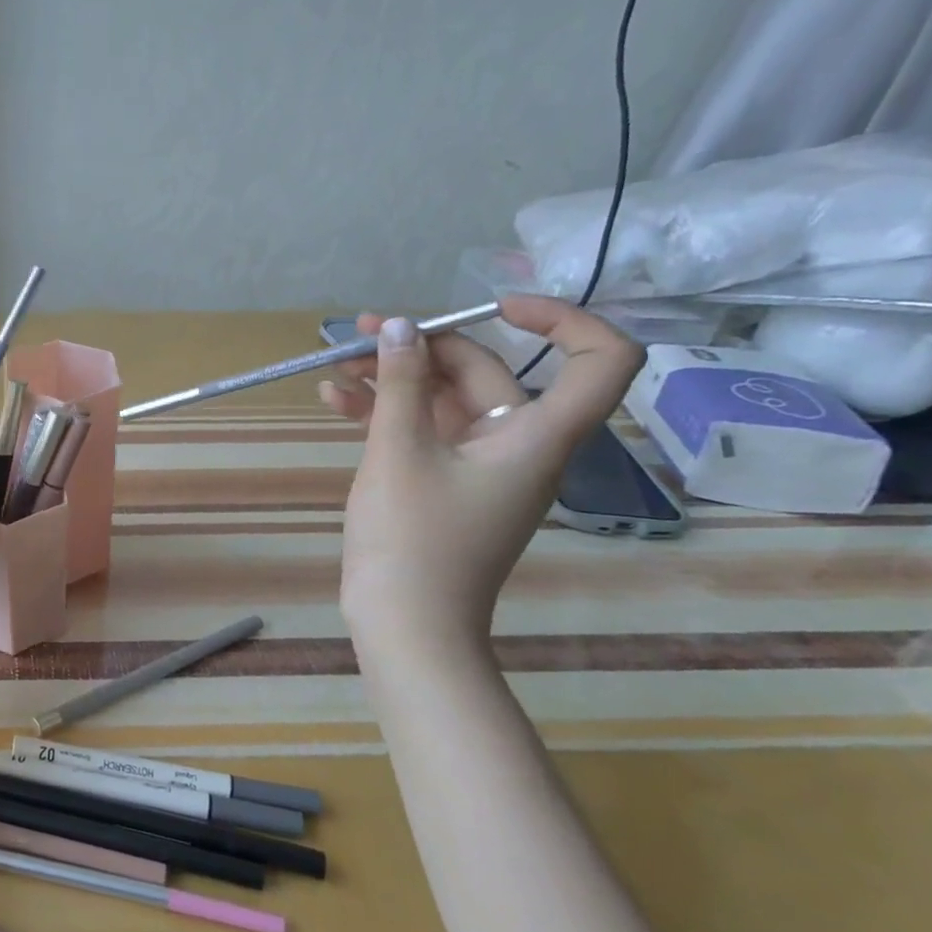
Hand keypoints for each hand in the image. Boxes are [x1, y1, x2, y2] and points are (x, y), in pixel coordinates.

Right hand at [319, 296, 644, 644]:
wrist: (405, 624)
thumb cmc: (412, 537)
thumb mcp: (399, 451)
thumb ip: (401, 384)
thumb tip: (402, 327)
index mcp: (535, 435)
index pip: (599, 360)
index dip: (562, 319)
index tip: (494, 307)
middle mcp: (517, 444)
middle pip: (487, 373)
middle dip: (423, 347)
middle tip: (359, 334)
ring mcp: (477, 465)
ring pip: (443, 401)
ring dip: (392, 379)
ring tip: (333, 363)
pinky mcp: (443, 483)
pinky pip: (421, 432)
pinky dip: (383, 413)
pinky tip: (333, 401)